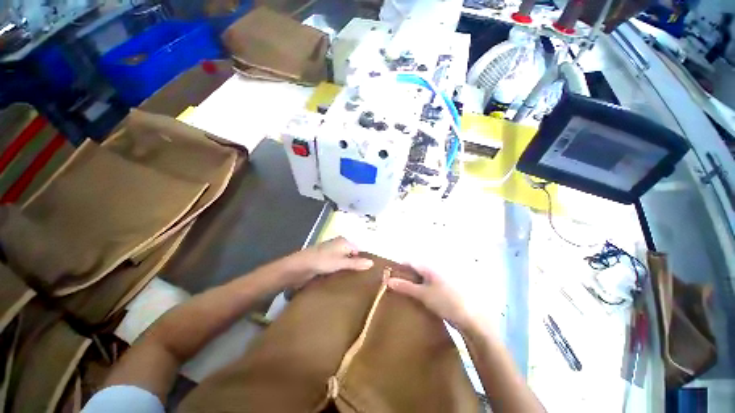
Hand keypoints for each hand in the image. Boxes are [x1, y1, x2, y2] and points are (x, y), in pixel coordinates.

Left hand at [284, 237, 373, 287]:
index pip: (358, 250)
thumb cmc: (322, 261)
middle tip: (363, 278)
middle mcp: (338, 245)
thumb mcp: (341, 262)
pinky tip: (343, 280)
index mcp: (343, 242)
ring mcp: (331, 253)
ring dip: (348, 269)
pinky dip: (340, 271)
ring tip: (355, 281)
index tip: (369, 272)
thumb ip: (356, 263)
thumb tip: (372, 263)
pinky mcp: (325, 261)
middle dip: (356, 265)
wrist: (299, 266)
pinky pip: (337, 265)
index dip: (363, 259)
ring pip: (344, 260)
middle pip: (351, 255)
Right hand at [387, 264, 489, 333]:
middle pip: (417, 269)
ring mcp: (442, 279)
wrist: (472, 318)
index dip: (400, 266)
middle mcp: (436, 270)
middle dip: (406, 275)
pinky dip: (422, 289)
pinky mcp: (446, 289)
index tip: (390, 274)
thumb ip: (405, 287)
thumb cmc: (446, 302)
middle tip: (396, 285)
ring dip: (414, 283)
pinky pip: (429, 285)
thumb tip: (388, 280)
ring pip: (423, 278)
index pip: (411, 262)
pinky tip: (419, 298)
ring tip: (405, 292)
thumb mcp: (423, 294)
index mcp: (430, 267)